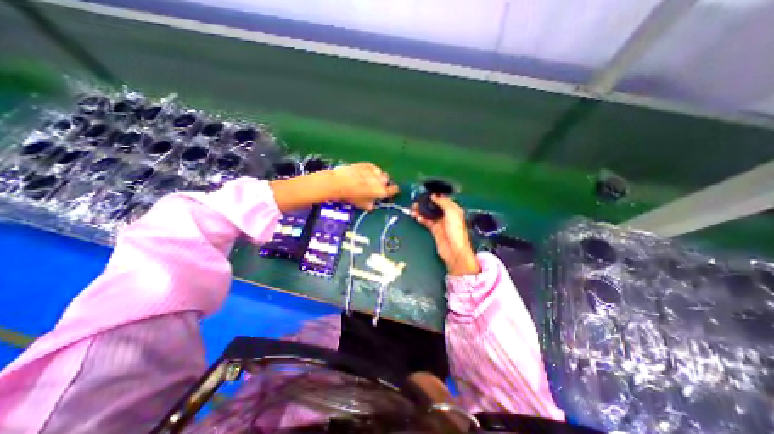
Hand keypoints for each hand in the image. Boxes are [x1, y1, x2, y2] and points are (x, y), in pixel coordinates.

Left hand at [327, 163, 399, 209]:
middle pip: (387, 180)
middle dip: (383, 183)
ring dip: (377, 176)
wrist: (340, 182)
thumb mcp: (362, 205)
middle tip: (376, 187)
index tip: (390, 191)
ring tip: (369, 179)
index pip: (394, 190)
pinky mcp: (368, 164)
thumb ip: (371, 205)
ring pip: (381, 173)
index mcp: (382, 191)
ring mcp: (374, 171)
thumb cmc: (352, 196)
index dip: (393, 190)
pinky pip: (373, 167)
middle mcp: (381, 180)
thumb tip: (372, 204)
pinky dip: (371, 170)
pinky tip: (364, 173)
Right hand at [407, 194, 482, 275]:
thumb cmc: (456, 230)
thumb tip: (434, 195)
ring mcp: (440, 222)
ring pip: (429, 213)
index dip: (434, 195)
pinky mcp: (435, 230)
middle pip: (434, 206)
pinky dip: (421, 219)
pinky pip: (426, 222)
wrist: (454, 250)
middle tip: (416, 200)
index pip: (443, 199)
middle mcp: (447, 215)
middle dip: (425, 203)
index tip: (425, 193)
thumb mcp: (452, 213)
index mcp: (453, 209)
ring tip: (413, 208)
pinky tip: (417, 217)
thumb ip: (443, 202)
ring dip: (421, 210)